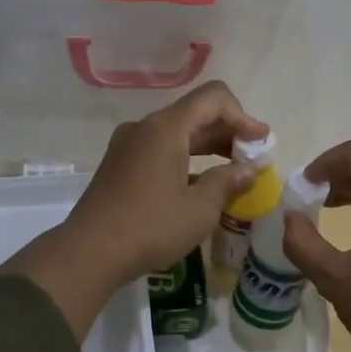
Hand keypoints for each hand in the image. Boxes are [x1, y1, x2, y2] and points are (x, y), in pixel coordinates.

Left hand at [67, 81, 267, 282]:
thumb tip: (248, 170)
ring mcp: (129, 145)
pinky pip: (161, 149)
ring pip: (178, 132)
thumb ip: (228, 181)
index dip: (243, 116)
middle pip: (196, 113)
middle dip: (229, 132)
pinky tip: (201, 185)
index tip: (261, 143)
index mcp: (166, 127)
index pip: (214, 98)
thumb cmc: (151, 227)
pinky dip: (187, 159)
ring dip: (209, 146)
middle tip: (254, 158)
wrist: (89, 253)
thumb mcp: (200, 209)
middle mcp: (146, 127)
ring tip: (233, 172)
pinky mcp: (120, 164)